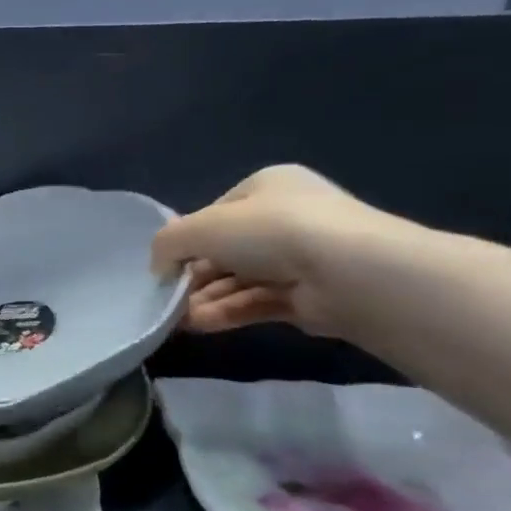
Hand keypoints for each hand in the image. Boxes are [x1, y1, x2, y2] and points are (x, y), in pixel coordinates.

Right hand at [150, 165, 393, 335]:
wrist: (351, 273)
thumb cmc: (271, 231)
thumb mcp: (201, 227)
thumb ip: (168, 243)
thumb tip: (159, 266)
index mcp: (267, 186)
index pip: (214, 213)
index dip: (186, 237)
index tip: (166, 263)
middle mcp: (287, 217)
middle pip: (225, 250)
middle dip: (193, 275)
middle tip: (167, 296)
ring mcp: (302, 258)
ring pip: (239, 279)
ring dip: (204, 298)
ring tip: (175, 318)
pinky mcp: (311, 297)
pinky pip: (257, 302)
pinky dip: (226, 312)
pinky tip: (198, 325)